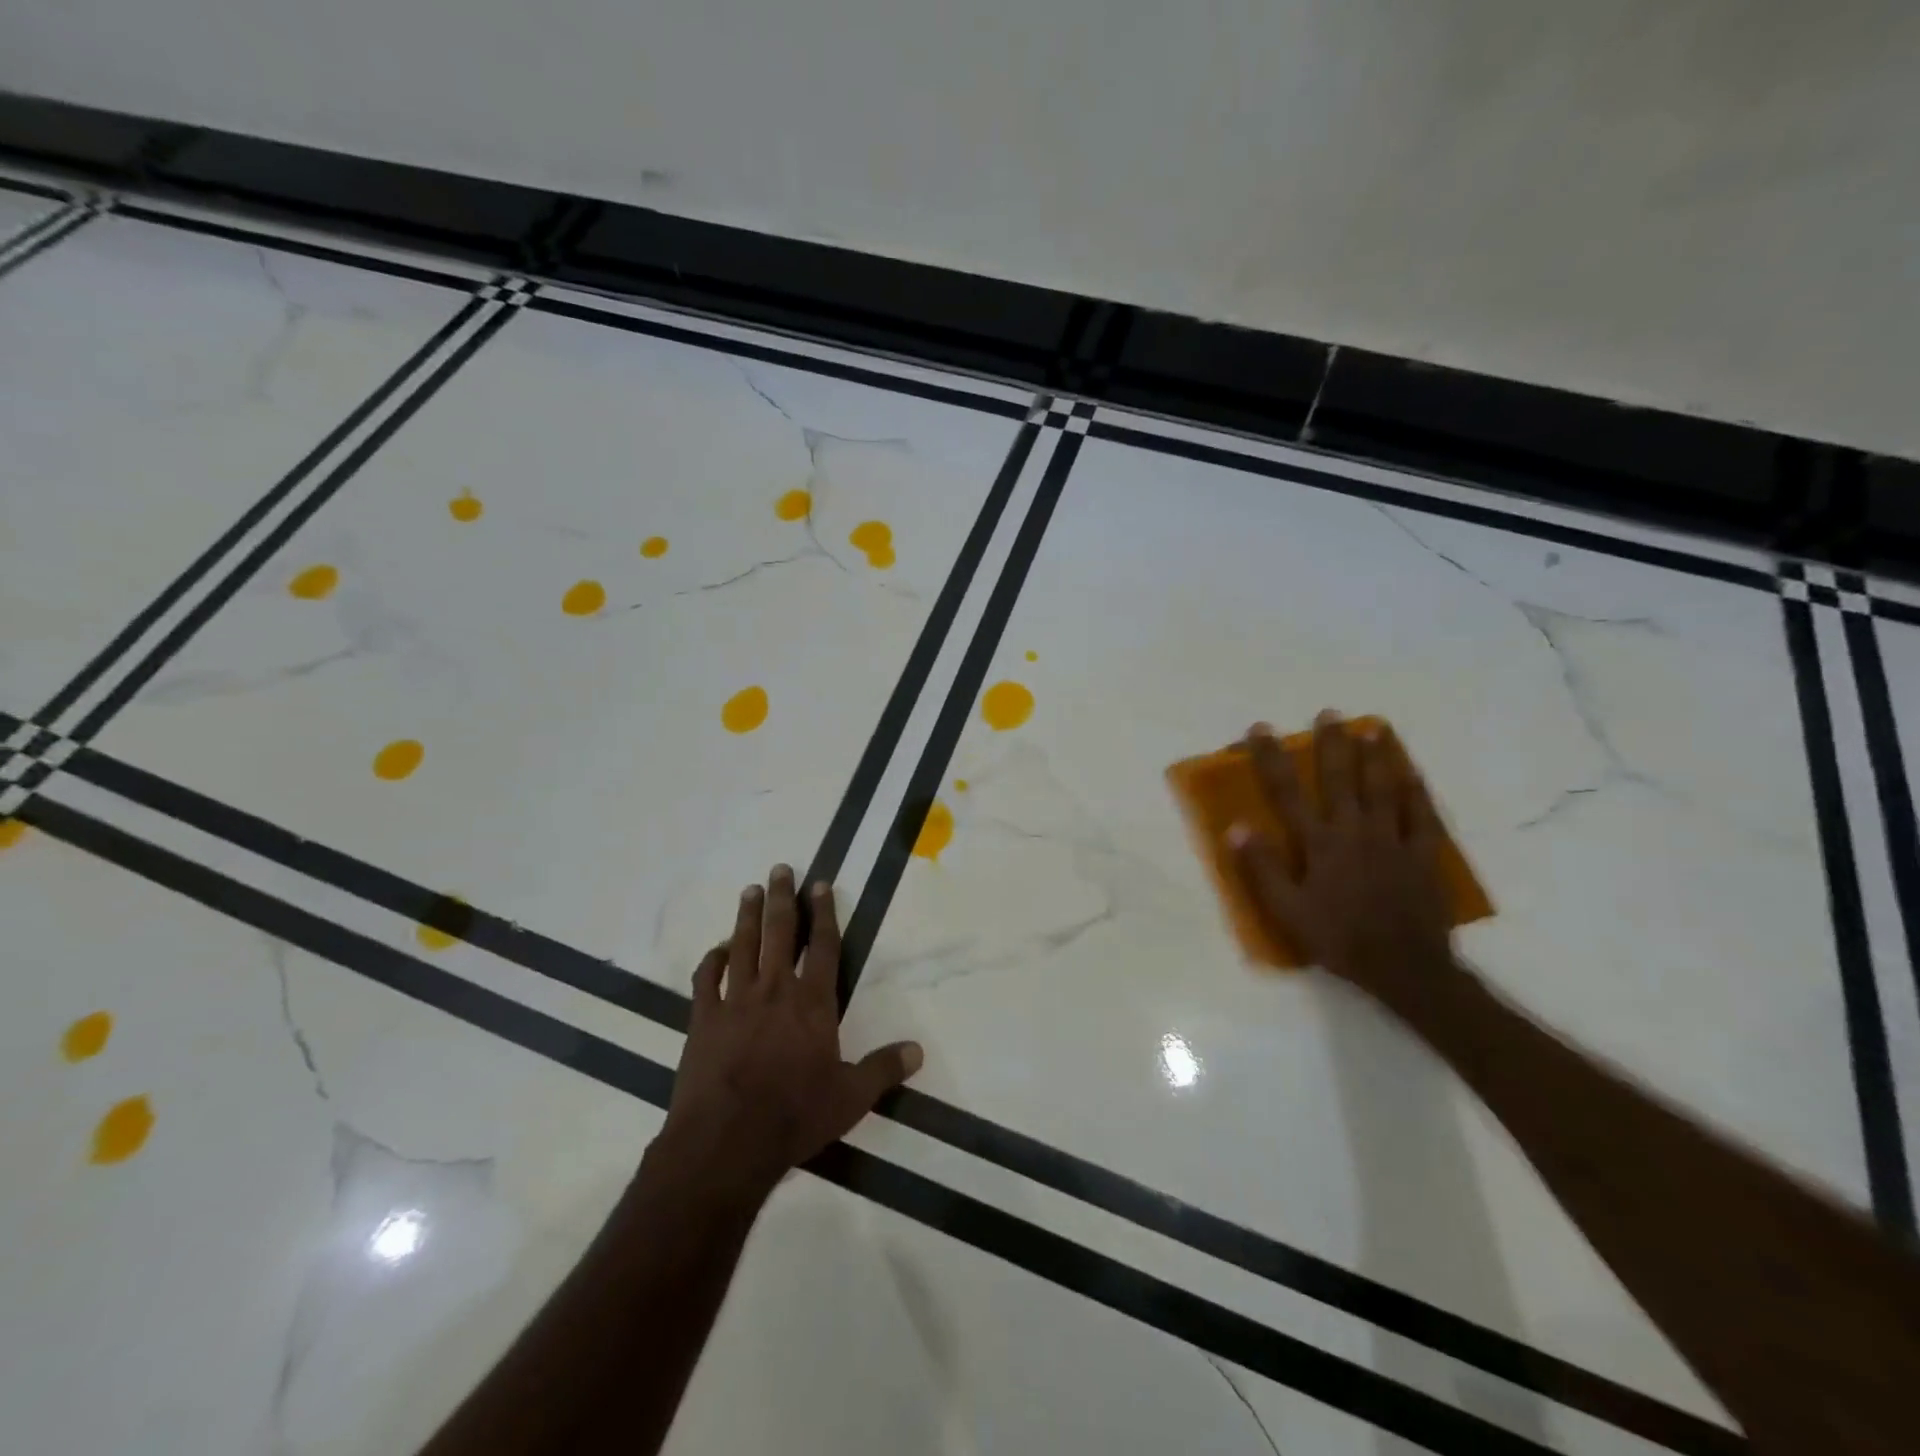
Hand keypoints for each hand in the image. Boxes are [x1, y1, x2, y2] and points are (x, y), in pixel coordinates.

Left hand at [657, 865, 923, 1201]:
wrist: (726, 1141)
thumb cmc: (795, 1115)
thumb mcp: (851, 1097)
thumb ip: (884, 1069)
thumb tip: (918, 1051)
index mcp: (812, 1003)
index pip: (822, 946)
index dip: (823, 913)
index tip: (819, 884)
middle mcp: (775, 990)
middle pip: (779, 932)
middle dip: (781, 898)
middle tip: (779, 868)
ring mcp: (735, 1002)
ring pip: (742, 946)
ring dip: (746, 916)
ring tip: (750, 890)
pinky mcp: (703, 1020)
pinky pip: (706, 980)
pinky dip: (712, 960)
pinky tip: (717, 950)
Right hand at [1229, 710, 1458, 1009]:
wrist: (1403, 968)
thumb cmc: (1338, 938)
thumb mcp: (1287, 910)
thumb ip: (1262, 868)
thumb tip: (1237, 827)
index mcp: (1318, 844)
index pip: (1288, 792)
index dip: (1272, 759)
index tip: (1261, 729)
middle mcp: (1354, 831)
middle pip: (1340, 779)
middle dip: (1332, 745)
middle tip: (1329, 714)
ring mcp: (1392, 840)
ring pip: (1383, 788)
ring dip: (1376, 756)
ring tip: (1373, 728)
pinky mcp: (1422, 855)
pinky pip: (1422, 816)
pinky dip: (1417, 791)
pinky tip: (1414, 772)